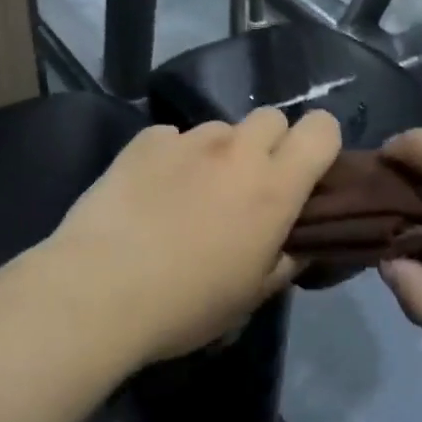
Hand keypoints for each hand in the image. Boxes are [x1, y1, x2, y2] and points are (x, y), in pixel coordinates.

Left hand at [49, 109, 342, 364]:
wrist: (100, 291)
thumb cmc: (186, 304)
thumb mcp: (252, 295)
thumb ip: (286, 259)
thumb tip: (296, 242)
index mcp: (274, 187)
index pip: (322, 129)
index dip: (320, 144)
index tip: (306, 174)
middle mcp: (236, 151)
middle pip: (271, 118)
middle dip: (269, 145)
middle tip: (248, 187)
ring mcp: (187, 141)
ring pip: (220, 129)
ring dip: (219, 153)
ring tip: (192, 193)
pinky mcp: (143, 142)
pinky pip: (172, 137)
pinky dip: (172, 157)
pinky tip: (151, 191)